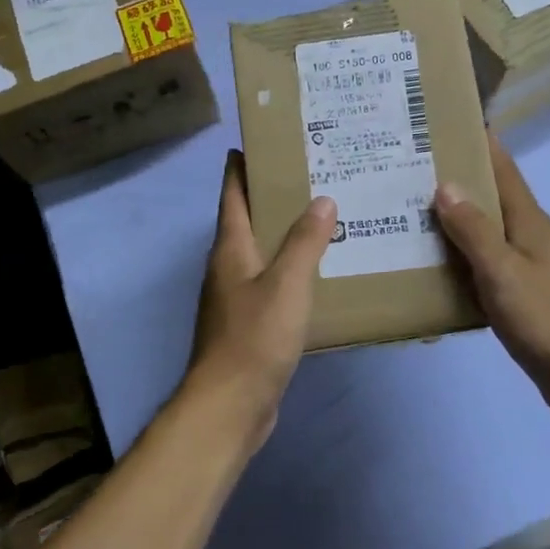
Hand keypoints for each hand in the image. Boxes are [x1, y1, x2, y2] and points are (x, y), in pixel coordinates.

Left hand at [182, 150, 335, 448]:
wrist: (230, 404)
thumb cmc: (255, 337)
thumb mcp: (287, 284)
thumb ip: (305, 242)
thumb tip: (322, 199)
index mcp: (230, 249)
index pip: (231, 196)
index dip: (240, 168)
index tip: (256, 143)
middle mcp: (227, 268)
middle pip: (245, 221)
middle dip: (270, 197)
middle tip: (310, 176)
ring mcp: (235, 298)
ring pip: (260, 254)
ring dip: (283, 235)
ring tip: (321, 218)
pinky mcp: (248, 325)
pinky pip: (270, 284)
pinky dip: (290, 270)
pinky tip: (317, 273)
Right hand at [435, 138, 549, 423]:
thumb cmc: (546, 319)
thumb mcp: (503, 271)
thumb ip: (474, 230)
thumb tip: (445, 184)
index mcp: (530, 221)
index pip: (503, 168)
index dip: (479, 142)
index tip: (445, 122)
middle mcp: (530, 235)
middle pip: (492, 196)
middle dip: (457, 178)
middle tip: (409, 168)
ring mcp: (528, 265)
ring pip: (486, 230)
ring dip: (456, 217)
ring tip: (411, 210)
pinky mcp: (523, 293)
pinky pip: (485, 261)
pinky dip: (461, 254)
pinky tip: (435, 263)